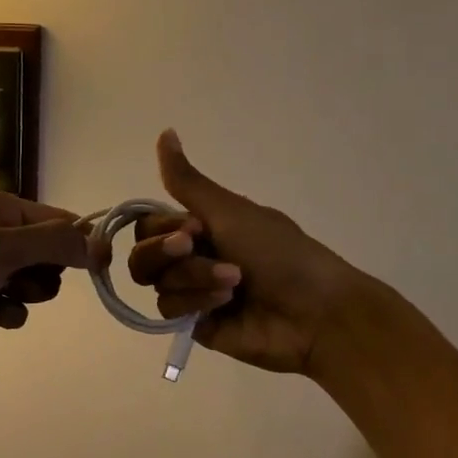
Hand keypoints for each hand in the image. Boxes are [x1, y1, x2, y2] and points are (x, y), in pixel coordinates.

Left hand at [0, 188, 89, 361]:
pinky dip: (6, 313)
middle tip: (22, 281)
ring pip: (33, 284)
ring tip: (1, 297)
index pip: (57, 221)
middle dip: (44, 273)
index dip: (78, 243)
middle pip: (49, 255)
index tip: (97, 267)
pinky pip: (11, 306)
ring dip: (26, 296)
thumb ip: (51, 244)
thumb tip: (100, 244)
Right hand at [127, 130, 365, 374]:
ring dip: (194, 278)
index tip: (194, 228)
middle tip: (197, 248)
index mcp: (201, 227)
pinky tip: (226, 303)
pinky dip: (197, 302)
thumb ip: (188, 181)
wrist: (314, 311)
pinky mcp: (195, 325)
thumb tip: (165, 132)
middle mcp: (192, 259)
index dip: (161, 229)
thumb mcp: (231, 211)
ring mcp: (193, 294)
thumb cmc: (279, 253)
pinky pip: (170, 311)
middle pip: (143, 257)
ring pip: (158, 284)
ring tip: (234, 282)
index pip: (149, 226)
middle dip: (168, 253)